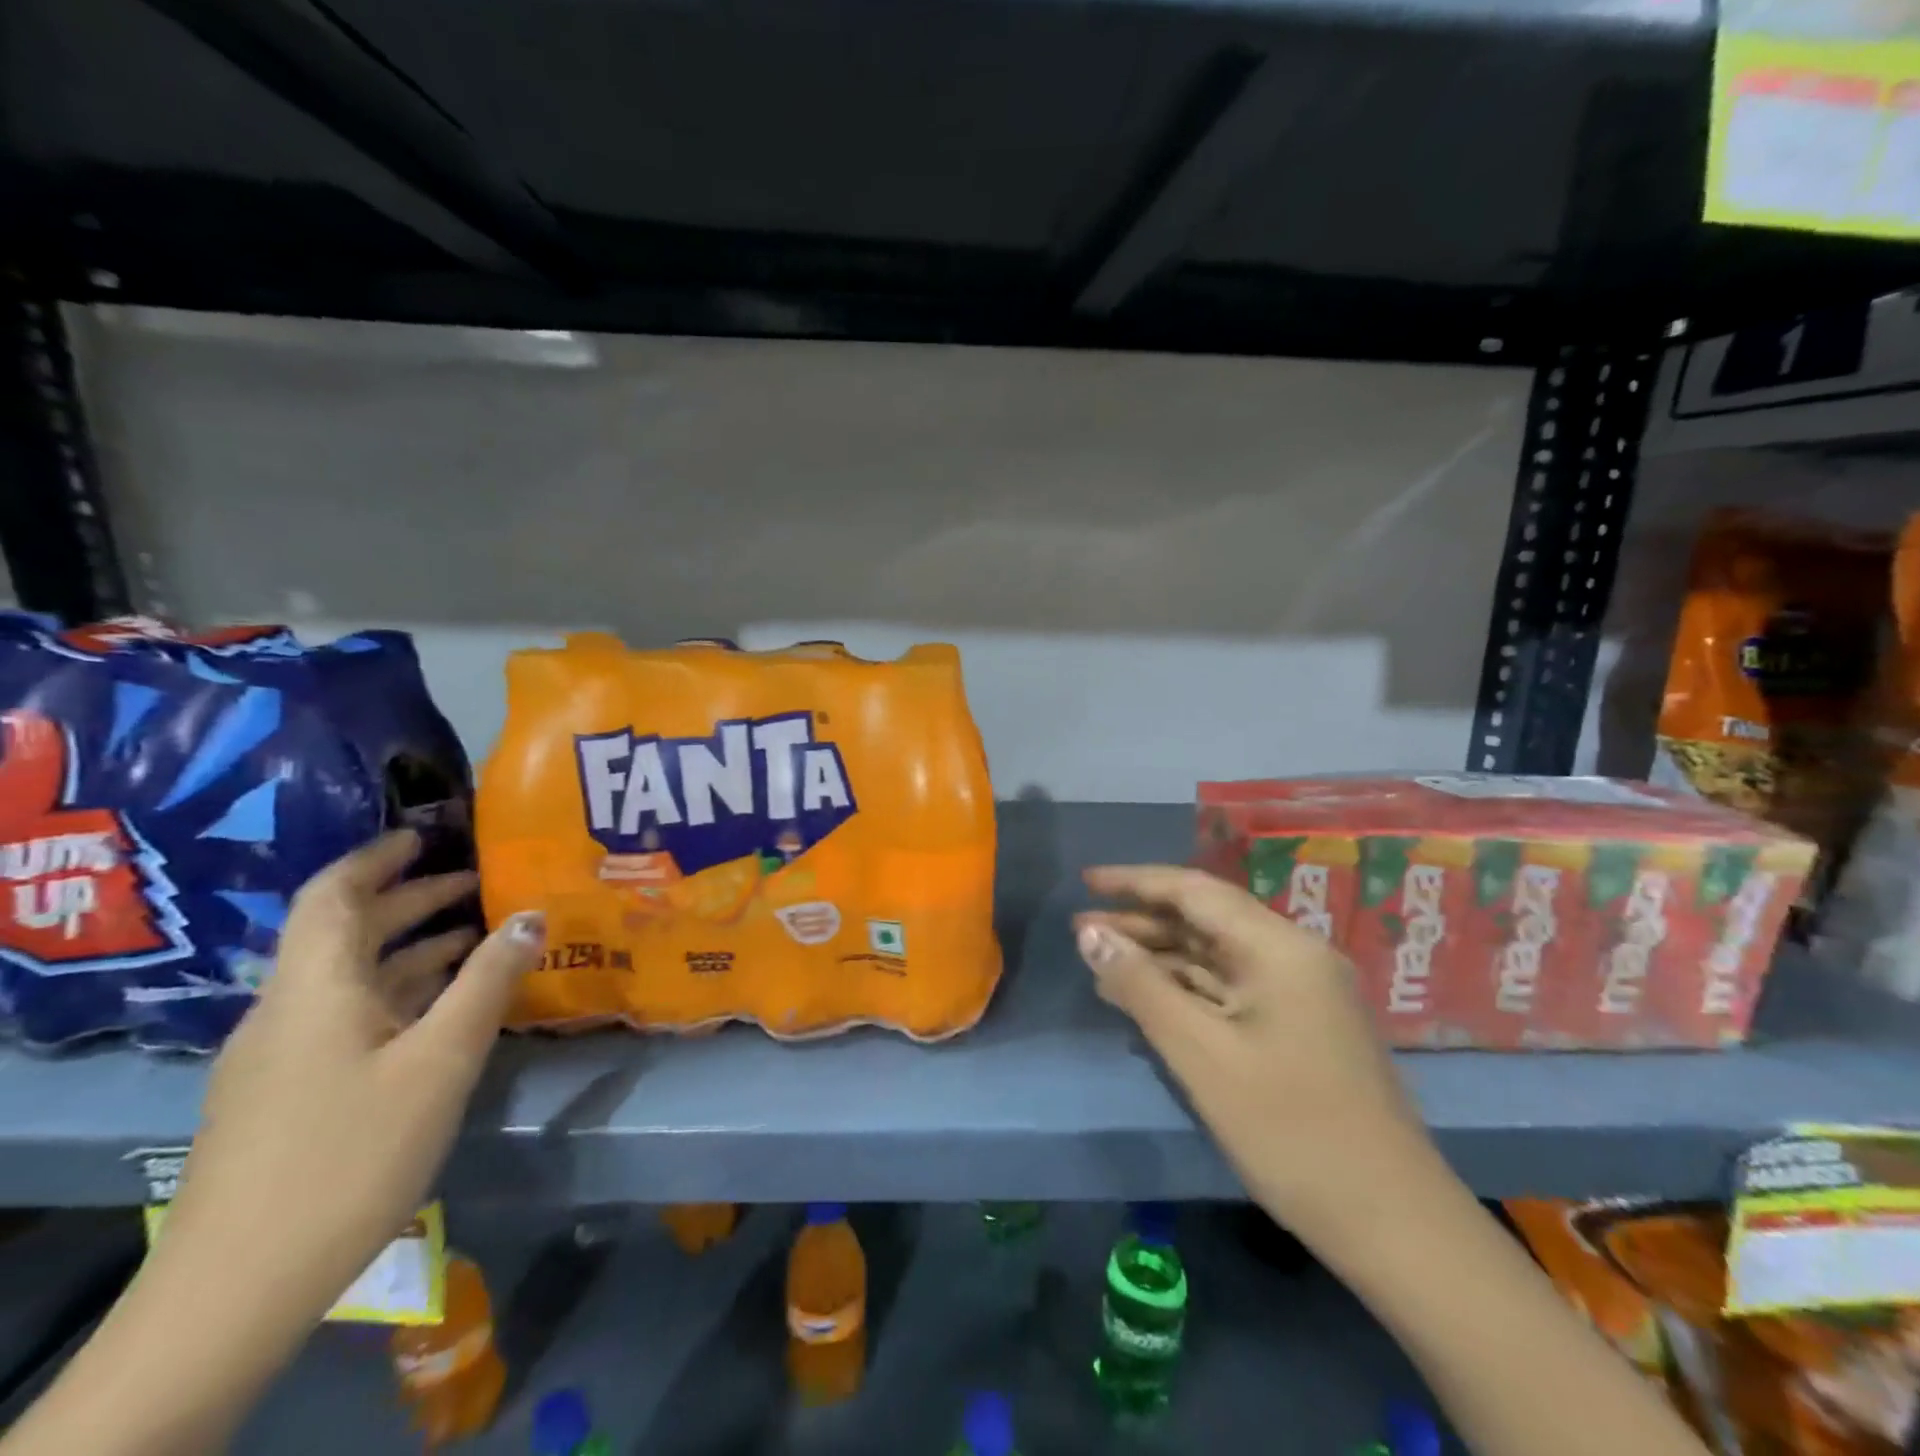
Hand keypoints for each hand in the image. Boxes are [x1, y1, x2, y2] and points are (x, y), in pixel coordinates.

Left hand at [160, 830, 545, 1338]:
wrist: (237, 1289)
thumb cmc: (350, 1153)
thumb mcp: (440, 1060)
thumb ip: (487, 982)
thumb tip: (531, 914)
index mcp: (314, 989)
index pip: (333, 894)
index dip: (377, 857)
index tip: (426, 834)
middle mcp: (288, 1010)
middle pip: (346, 932)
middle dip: (410, 900)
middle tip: (479, 883)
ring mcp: (281, 1055)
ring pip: (350, 977)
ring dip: (410, 949)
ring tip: (476, 939)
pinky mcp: (286, 1094)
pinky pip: (348, 1015)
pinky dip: (398, 993)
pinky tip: (442, 1010)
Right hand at [1075, 864, 1434, 1252]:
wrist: (1392, 1224)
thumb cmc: (1290, 1130)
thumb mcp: (1200, 1054)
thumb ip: (1141, 986)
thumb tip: (1090, 934)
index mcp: (1278, 947)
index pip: (1194, 891)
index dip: (1135, 882)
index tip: (1087, 881)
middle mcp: (1293, 956)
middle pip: (1205, 920)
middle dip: (1141, 921)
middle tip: (1081, 929)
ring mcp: (1300, 993)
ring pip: (1216, 956)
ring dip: (1160, 957)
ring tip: (1100, 962)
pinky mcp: (1298, 1026)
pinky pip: (1230, 989)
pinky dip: (1186, 989)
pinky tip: (1146, 999)